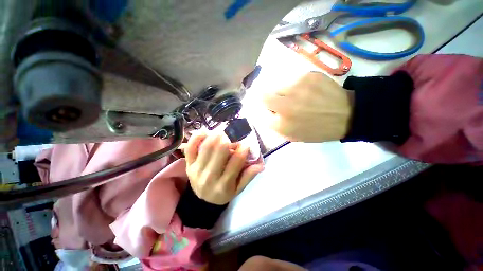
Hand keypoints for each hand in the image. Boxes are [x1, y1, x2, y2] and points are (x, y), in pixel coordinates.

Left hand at [184, 133, 263, 204]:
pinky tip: (206, 132)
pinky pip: (190, 148)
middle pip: (220, 151)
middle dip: (228, 140)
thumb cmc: (223, 193)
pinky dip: (197, 137)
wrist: (202, 201)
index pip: (236, 162)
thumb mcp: (238, 189)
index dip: (243, 149)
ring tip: (221, 133)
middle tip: (232, 137)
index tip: (246, 144)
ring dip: (216, 136)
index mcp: (224, 184)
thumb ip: (248, 176)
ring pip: (207, 146)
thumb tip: (261, 165)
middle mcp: (210, 176)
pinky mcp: (189, 164)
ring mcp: (197, 169)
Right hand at [263, 72, 352, 141]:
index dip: (266, 111)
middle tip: (278, 101)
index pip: (261, 113)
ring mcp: (296, 88)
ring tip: (297, 96)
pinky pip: (293, 80)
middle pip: (263, 96)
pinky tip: (308, 90)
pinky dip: (296, 86)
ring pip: (278, 87)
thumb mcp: (293, 136)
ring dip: (283, 92)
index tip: (271, 111)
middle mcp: (284, 105)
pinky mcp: (307, 75)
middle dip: (267, 99)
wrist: (347, 115)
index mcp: (281, 124)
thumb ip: (276, 127)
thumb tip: (268, 114)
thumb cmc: (317, 130)